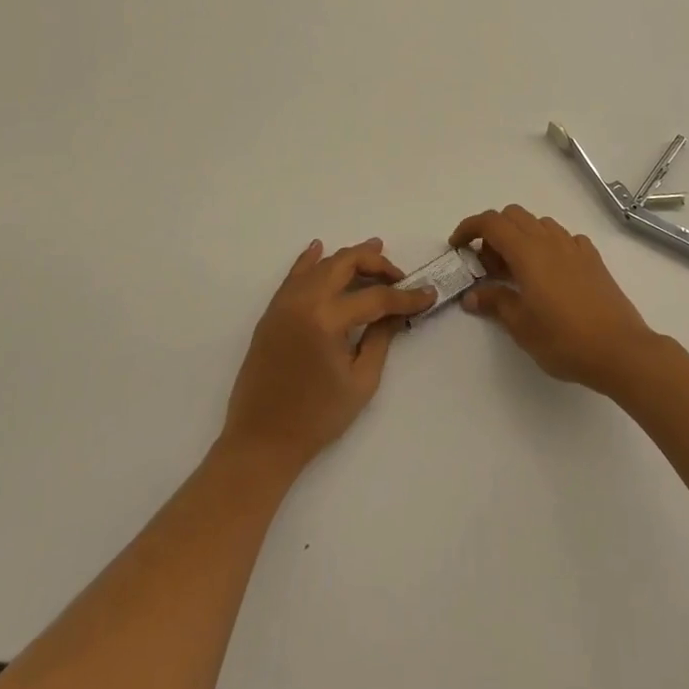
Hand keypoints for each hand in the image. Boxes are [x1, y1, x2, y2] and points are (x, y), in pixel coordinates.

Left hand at [220, 239, 434, 476]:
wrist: (261, 441)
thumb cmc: (316, 418)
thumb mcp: (361, 382)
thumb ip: (380, 338)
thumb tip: (395, 312)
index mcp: (326, 319)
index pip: (375, 298)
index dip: (405, 297)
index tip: (428, 294)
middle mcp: (303, 301)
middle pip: (346, 263)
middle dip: (376, 263)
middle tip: (398, 275)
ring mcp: (284, 303)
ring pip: (321, 264)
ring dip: (349, 257)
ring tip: (374, 250)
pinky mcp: (272, 312)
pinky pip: (294, 275)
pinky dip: (310, 259)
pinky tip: (319, 248)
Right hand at [453, 206, 662, 395]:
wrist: (620, 349)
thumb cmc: (565, 339)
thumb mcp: (521, 326)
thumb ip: (495, 303)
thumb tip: (472, 296)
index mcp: (528, 252)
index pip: (491, 223)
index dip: (469, 228)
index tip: (458, 247)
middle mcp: (550, 240)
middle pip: (513, 216)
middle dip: (494, 234)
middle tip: (488, 268)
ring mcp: (575, 247)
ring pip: (539, 225)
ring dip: (521, 238)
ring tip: (518, 274)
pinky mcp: (593, 258)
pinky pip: (563, 239)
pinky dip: (548, 247)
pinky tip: (550, 275)